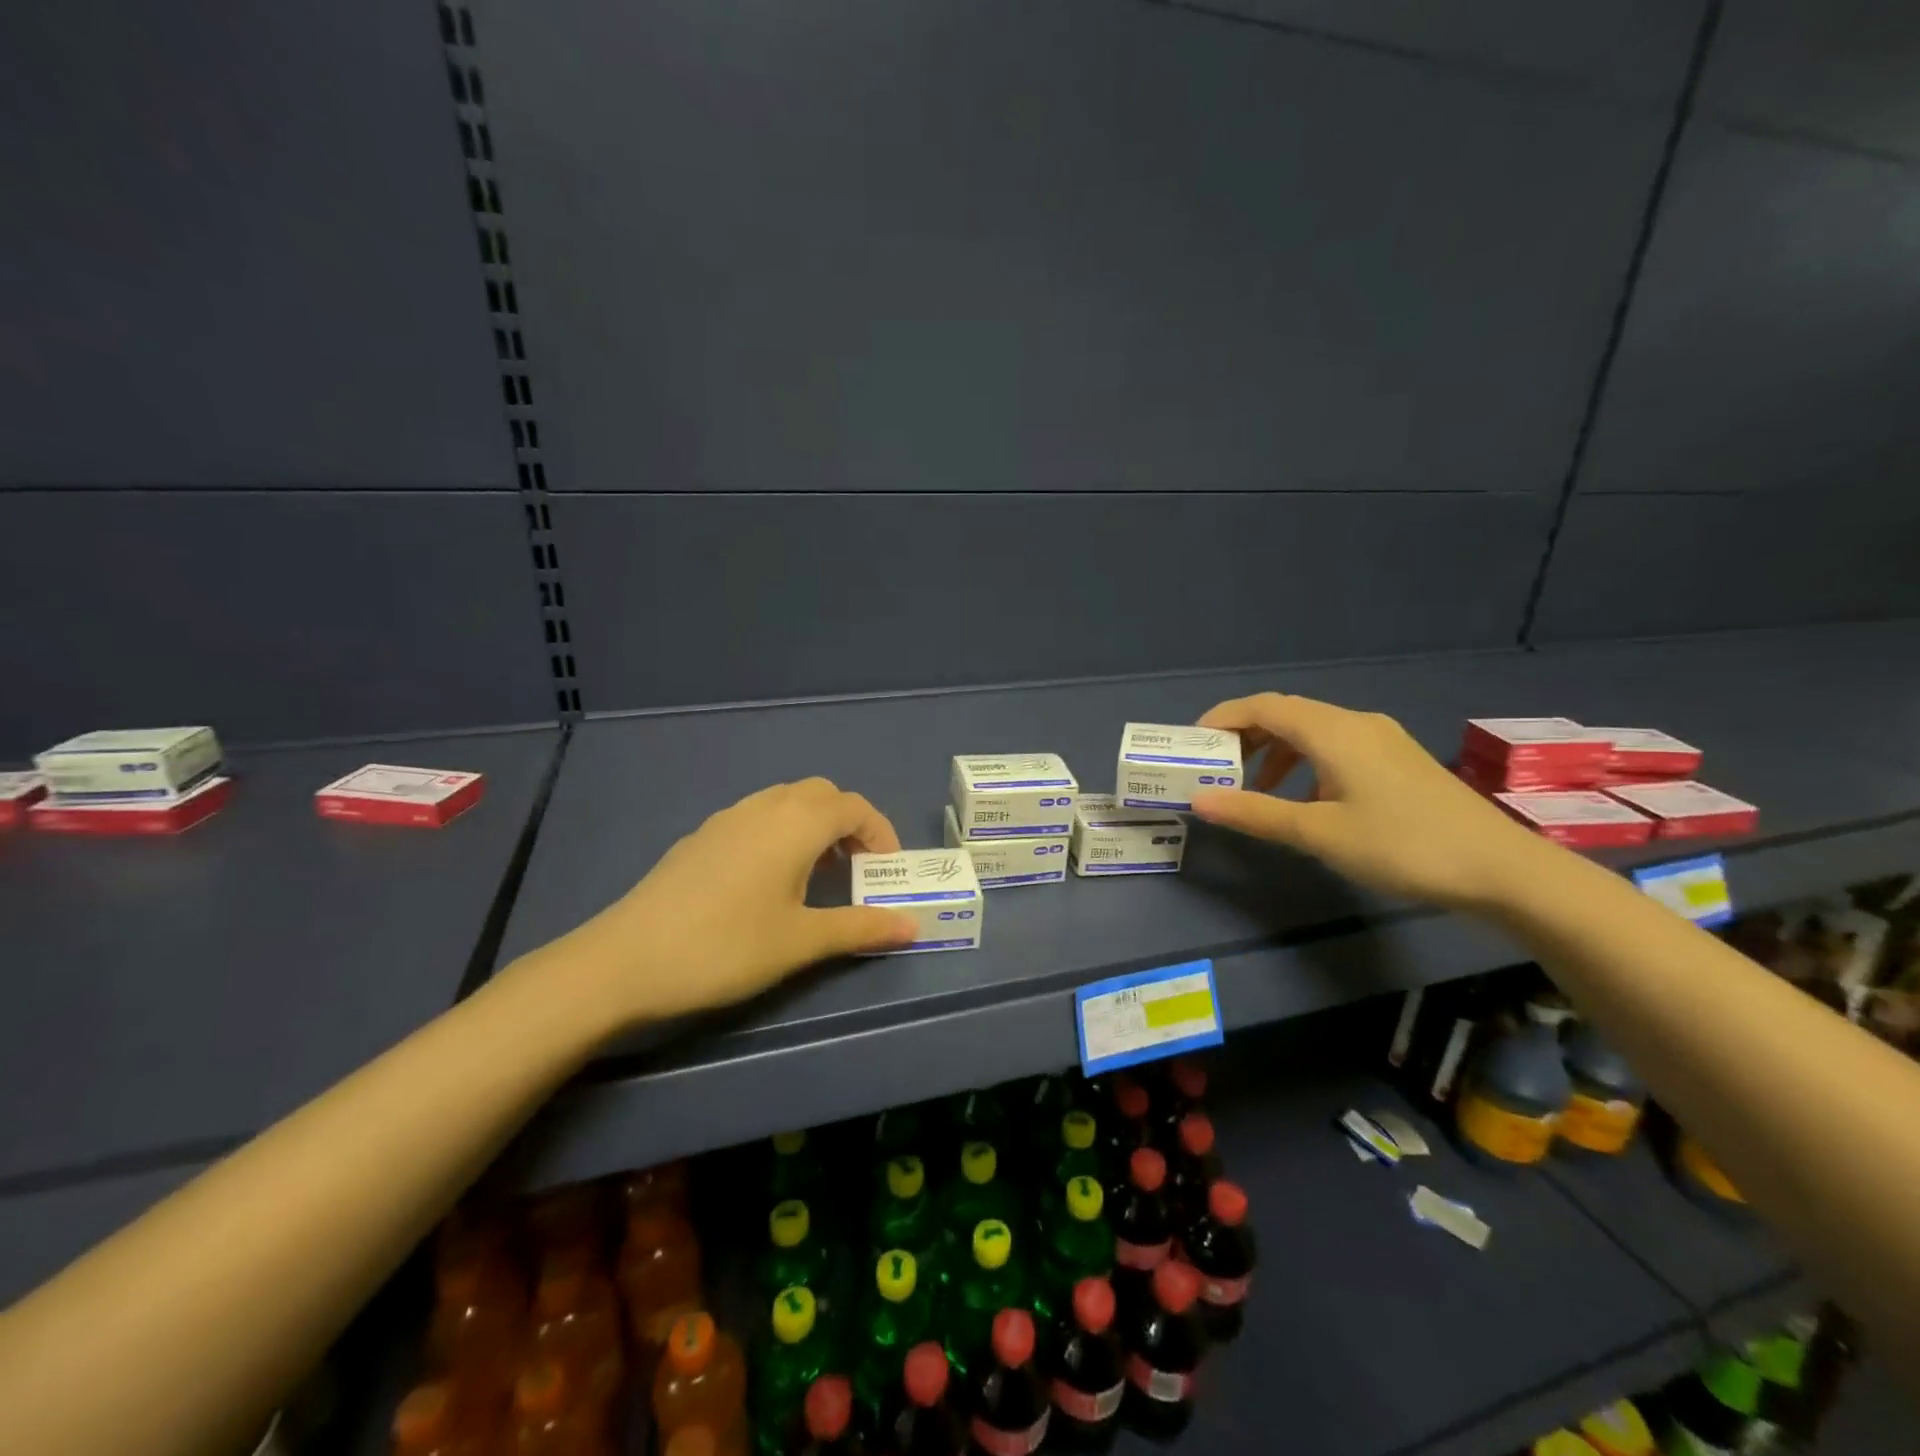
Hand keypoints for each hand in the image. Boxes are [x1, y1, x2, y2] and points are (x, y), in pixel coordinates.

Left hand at [530, 778, 916, 1025]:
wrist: (625, 959)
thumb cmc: (726, 947)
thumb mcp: (801, 941)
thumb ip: (860, 927)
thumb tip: (912, 927)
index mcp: (796, 823)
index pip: (855, 807)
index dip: (881, 834)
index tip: (886, 873)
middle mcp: (764, 807)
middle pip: (822, 795)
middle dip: (849, 825)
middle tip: (854, 871)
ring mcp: (727, 818)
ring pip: (786, 801)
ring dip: (814, 826)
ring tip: (815, 876)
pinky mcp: (701, 836)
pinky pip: (757, 817)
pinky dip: (781, 833)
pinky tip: (766, 881)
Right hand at [1188, 693, 1545, 909]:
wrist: (1501, 869)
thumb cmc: (1401, 845)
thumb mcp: (1319, 833)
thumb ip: (1255, 813)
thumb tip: (1198, 801)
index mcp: (1333, 731)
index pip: (1263, 706)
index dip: (1222, 718)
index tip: (1193, 744)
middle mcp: (1355, 723)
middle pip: (1286, 713)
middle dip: (1245, 735)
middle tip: (1214, 767)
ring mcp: (1382, 740)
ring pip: (1311, 731)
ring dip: (1274, 751)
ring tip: (1252, 787)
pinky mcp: (1397, 761)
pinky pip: (1334, 747)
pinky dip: (1304, 763)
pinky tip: (1304, 799)